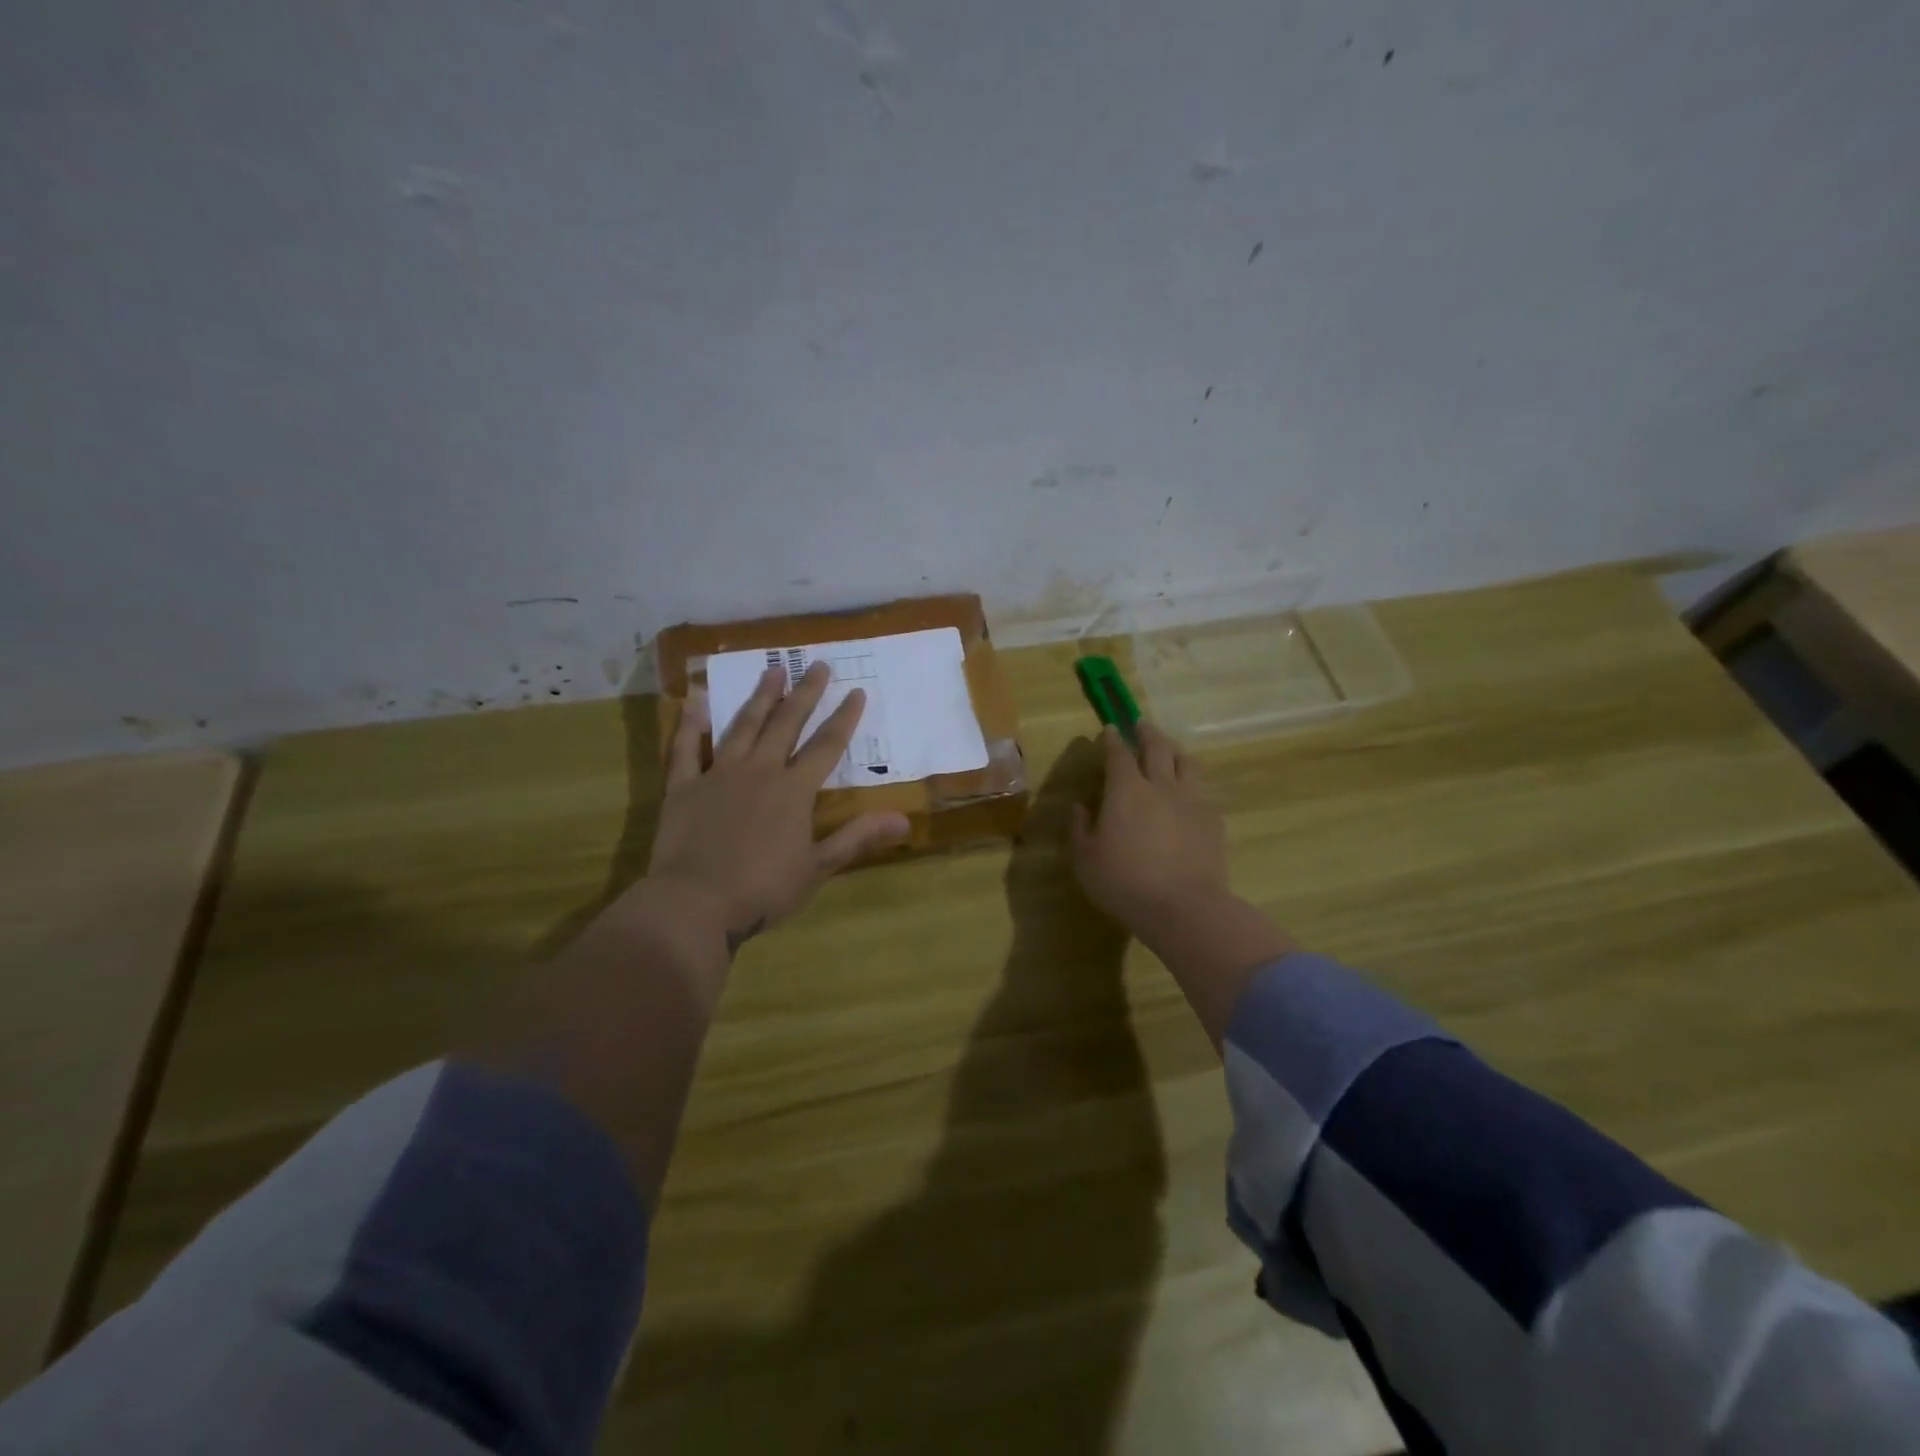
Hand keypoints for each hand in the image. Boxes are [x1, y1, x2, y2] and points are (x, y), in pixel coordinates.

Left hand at [643, 660, 910, 950]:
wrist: (695, 904)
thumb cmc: (763, 889)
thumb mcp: (818, 867)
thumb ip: (857, 837)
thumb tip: (904, 819)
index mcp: (794, 790)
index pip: (827, 746)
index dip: (844, 719)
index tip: (857, 692)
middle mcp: (759, 771)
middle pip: (787, 724)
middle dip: (806, 694)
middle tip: (818, 665)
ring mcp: (719, 775)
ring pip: (743, 726)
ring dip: (760, 698)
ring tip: (772, 669)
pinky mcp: (684, 787)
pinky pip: (685, 749)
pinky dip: (689, 725)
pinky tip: (694, 702)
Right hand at [1071, 722, 1231, 938]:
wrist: (1184, 907)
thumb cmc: (1125, 883)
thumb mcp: (1086, 859)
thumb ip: (1080, 829)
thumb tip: (1079, 808)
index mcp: (1126, 790)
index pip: (1118, 754)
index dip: (1112, 739)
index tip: (1109, 730)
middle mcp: (1161, 785)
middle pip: (1157, 747)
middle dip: (1146, 732)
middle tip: (1141, 724)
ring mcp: (1192, 800)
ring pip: (1186, 762)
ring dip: (1174, 750)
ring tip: (1169, 748)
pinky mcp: (1213, 819)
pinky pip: (1201, 789)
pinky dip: (1191, 781)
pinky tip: (1188, 790)